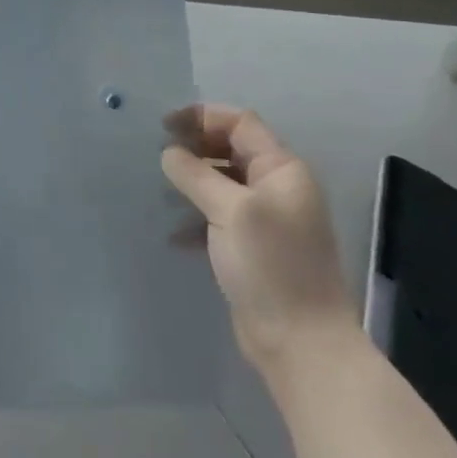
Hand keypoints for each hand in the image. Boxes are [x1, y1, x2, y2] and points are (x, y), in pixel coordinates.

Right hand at [161, 104, 358, 373]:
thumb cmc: (271, 265)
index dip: (200, 117)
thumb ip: (196, 174)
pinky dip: (194, 217)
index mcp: (282, 170)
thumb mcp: (230, 211)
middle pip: (230, 149)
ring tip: (159, 193)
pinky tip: (173, 234)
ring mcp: (266, 218)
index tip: (162, 127)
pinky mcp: (253, 247)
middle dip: (193, 148)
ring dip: (190, 182)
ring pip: (221, 183)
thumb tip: (169, 153)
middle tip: (155, 157)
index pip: (239, 122)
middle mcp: (277, 187)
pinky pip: (218, 216)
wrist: (300, 340)